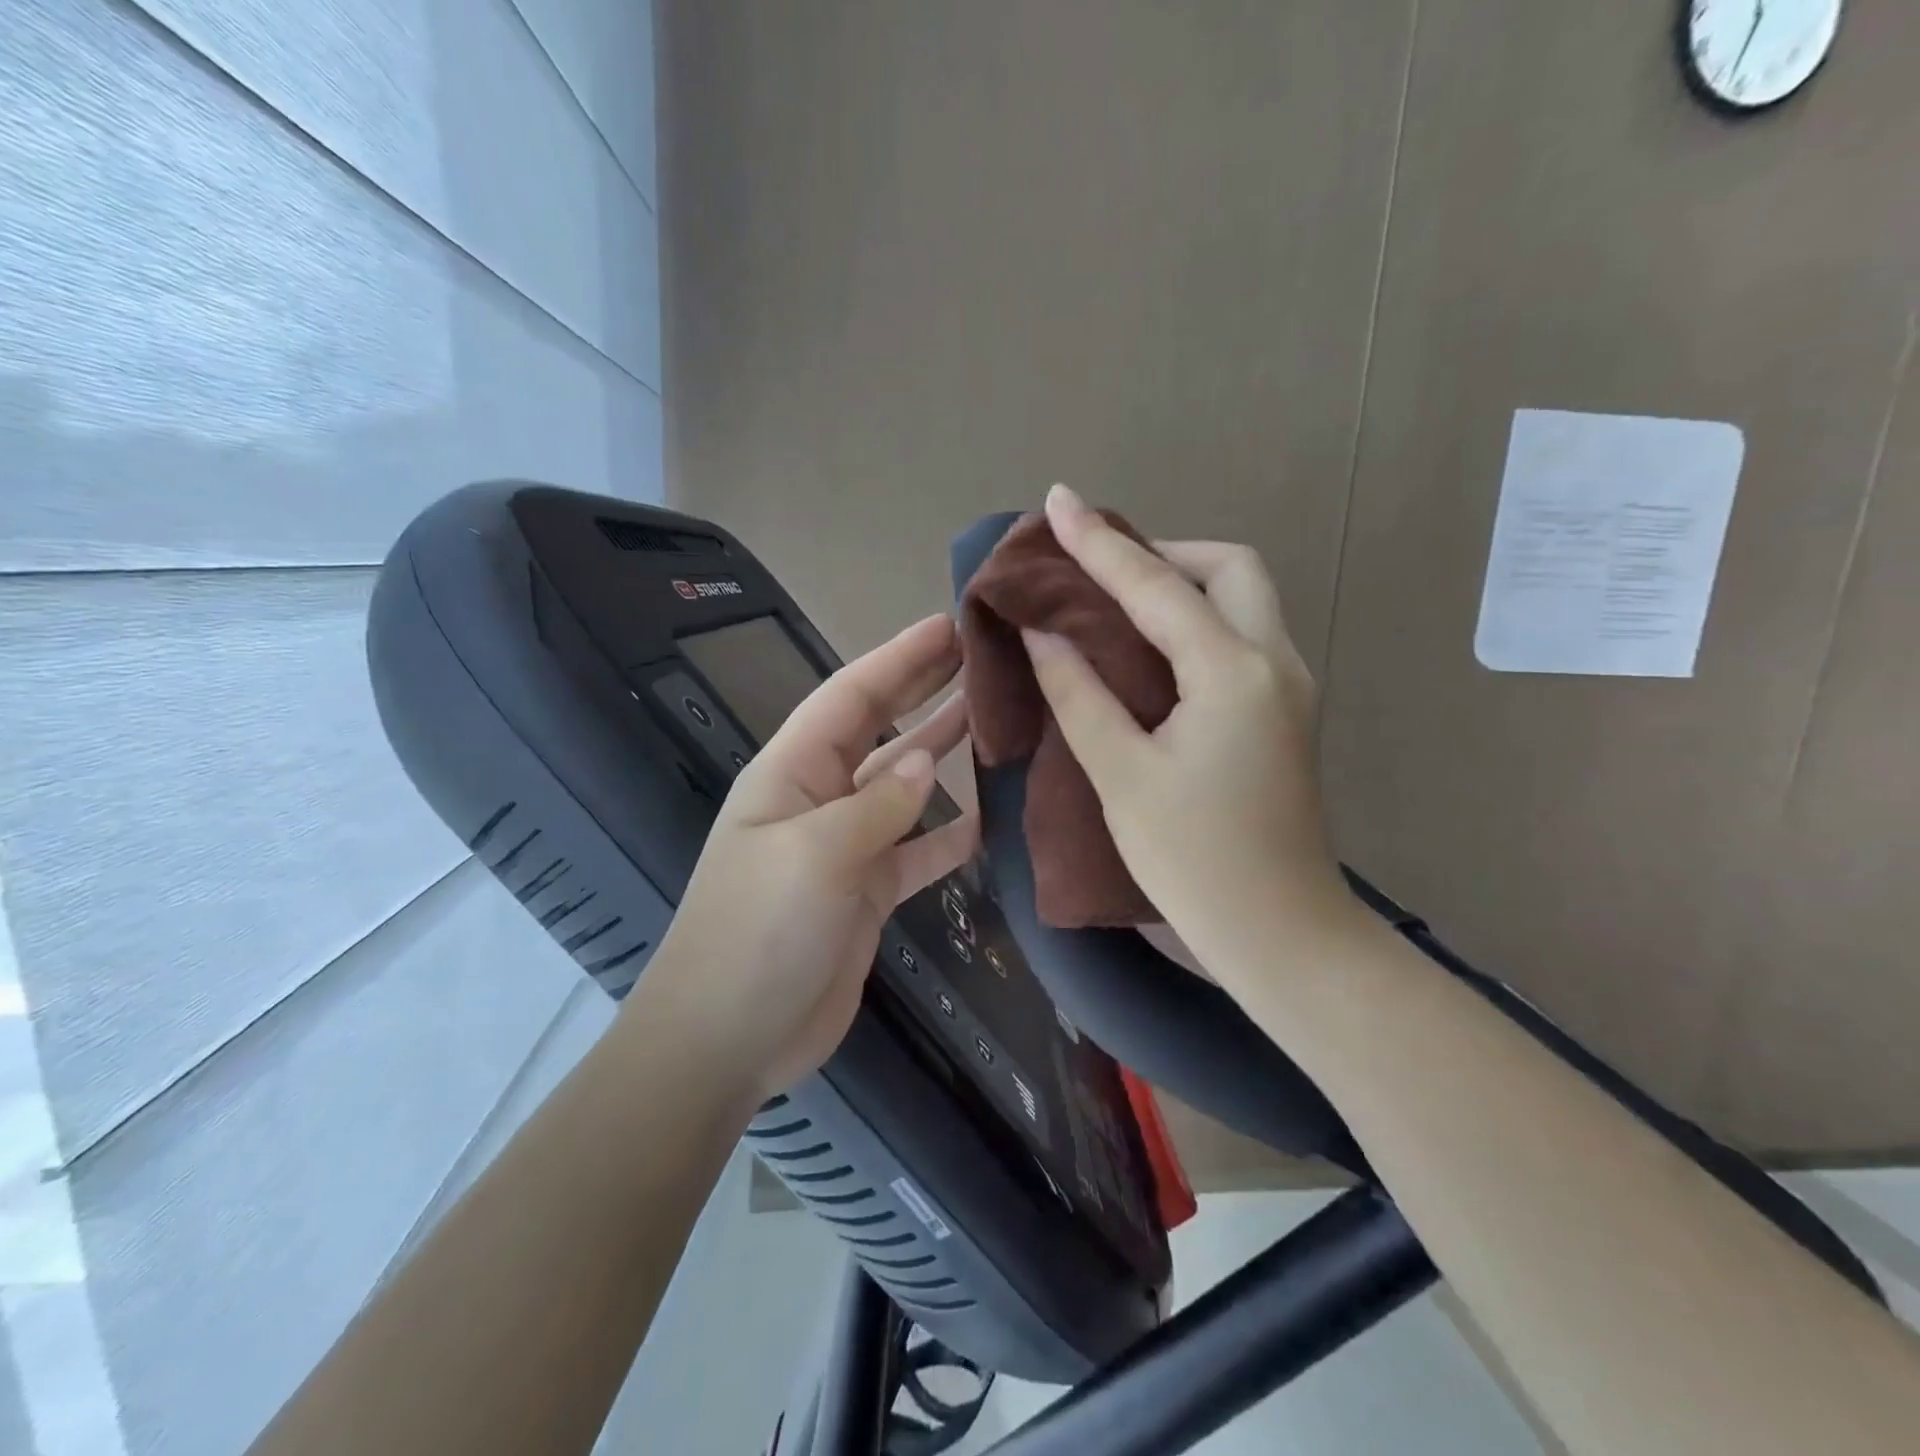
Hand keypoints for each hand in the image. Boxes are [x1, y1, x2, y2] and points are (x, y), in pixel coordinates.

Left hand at [639, 615, 978, 1103]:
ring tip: (994, 718)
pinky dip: (949, 834)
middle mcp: (818, 799)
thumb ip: (877, 806)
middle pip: (878, 729)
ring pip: (903, 787)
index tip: (949, 625)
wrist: (728, 1039)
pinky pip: (917, 850)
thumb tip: (924, 763)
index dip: (899, 658)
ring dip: (942, 752)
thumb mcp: (816, 856)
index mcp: (791, 772)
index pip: (851, 697)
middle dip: (923, 689)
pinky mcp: (867, 893)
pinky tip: (991, 819)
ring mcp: (845, 847)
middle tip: (980, 655)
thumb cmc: (757, 934)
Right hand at [1022, 485, 1353, 984]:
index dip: (1099, 544)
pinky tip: (1151, 648)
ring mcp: (1289, 687)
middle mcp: (1274, 663)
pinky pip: (1241, 637)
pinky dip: (1196, 620)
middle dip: (1163, 552)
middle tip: (1100, 571)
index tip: (1058, 502)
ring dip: (1183, 583)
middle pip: (1229, 568)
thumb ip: (1080, 693)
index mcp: (1232, 672)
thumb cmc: (1194, 861)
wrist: (1282, 936)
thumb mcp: (1121, 775)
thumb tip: (1044, 633)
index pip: (1156, 585)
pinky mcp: (1285, 714)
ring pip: (1243, 599)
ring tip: (1117, 601)